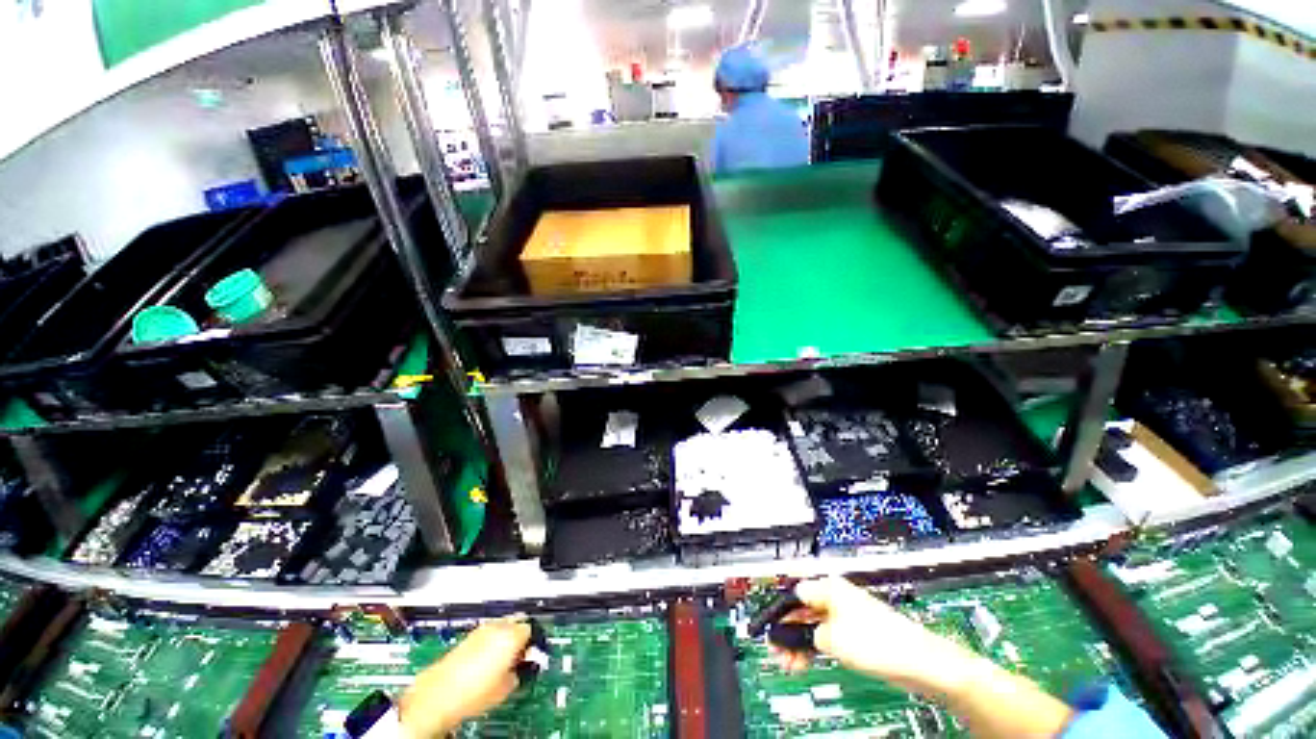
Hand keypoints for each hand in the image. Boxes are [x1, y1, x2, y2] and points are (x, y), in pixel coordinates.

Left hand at [398, 615, 531, 738]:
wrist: (437, 697)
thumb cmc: (470, 694)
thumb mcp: (505, 688)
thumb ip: (519, 672)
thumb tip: (519, 669)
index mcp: (510, 636)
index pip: (531, 629)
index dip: (533, 643)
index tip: (532, 654)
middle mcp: (496, 627)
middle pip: (517, 622)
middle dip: (519, 635)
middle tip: (520, 655)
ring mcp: (480, 630)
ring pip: (501, 626)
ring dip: (505, 637)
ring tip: (502, 659)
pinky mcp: (466, 637)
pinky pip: (486, 632)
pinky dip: (491, 641)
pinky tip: (487, 659)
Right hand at [772, 577, 985, 697]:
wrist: (919, 662)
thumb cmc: (880, 642)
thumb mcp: (831, 639)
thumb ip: (804, 634)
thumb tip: (787, 635)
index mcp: (828, 587)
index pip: (793, 594)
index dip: (779, 614)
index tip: (768, 631)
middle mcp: (836, 596)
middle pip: (802, 611)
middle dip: (788, 632)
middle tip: (778, 653)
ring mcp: (846, 614)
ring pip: (812, 625)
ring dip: (799, 644)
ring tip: (789, 663)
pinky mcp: (855, 632)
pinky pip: (826, 636)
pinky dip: (814, 648)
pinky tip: (806, 662)